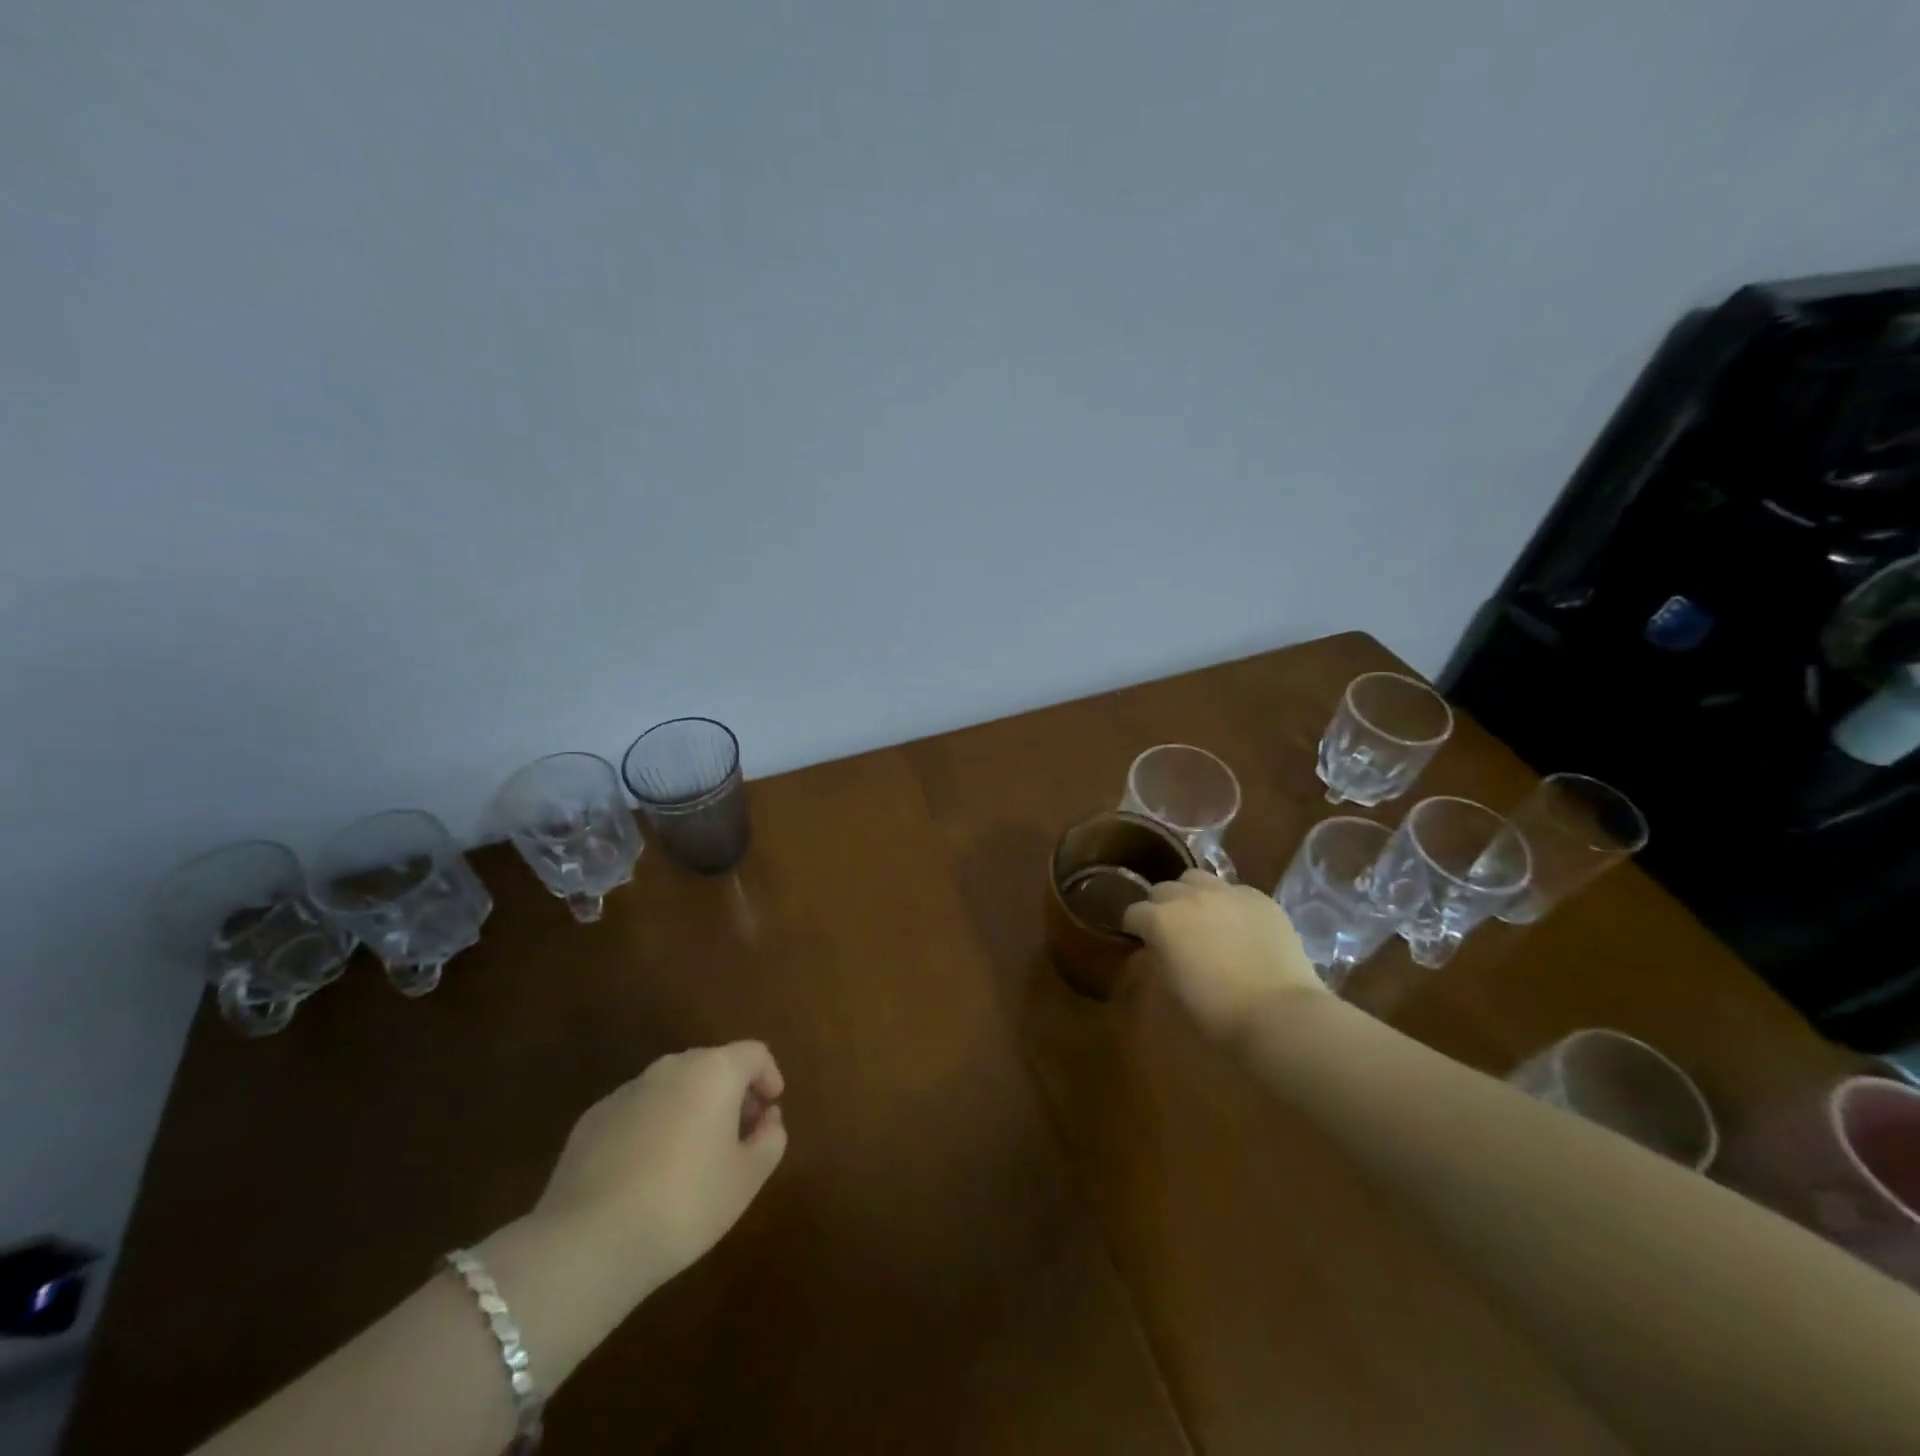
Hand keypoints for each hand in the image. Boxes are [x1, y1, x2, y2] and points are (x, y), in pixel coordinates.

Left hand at [533, 1041, 787, 1293]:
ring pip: (672, 1087)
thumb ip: (770, 1139)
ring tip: (694, 1156)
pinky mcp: (592, 1119)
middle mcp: (671, 1067)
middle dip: (731, 1093)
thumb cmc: (685, 1203)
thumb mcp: (747, 1178)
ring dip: (691, 1109)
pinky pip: (638, 1112)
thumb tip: (768, 1119)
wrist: (588, 1243)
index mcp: (714, 1071)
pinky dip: (653, 1127)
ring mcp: (627, 1091)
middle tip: (738, 1135)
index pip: (754, 1054)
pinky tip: (648, 1172)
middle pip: (713, 1065)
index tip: (772, 1108)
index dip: (769, 1076)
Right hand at [1123, 869, 1325, 1042]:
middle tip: (1173, 932)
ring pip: (1197, 879)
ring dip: (1192, 895)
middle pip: (1163, 889)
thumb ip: (1157, 959)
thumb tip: (1156, 949)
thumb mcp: (1171, 988)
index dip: (1135, 929)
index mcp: (1160, 919)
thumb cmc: (1216, 1011)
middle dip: (1162, 907)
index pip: (1133, 913)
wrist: (1279, 1013)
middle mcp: (1189, 896)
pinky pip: (1234, 890)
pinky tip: (1239, 926)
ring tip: (1204, 918)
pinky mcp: (1259, 897)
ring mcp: (1226, 892)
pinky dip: (1228, 903)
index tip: (1142, 944)